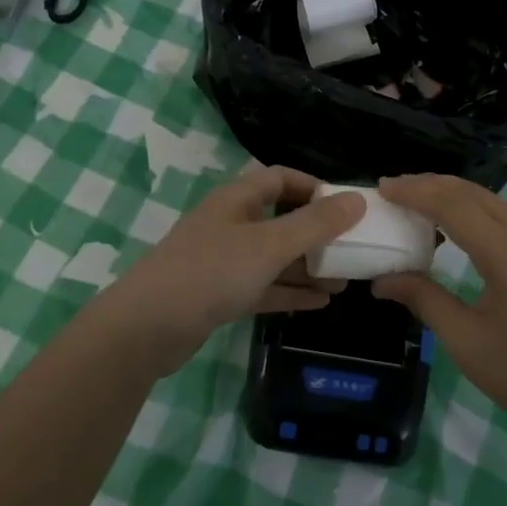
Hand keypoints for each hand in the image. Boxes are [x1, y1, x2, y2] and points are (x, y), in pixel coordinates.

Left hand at [102, 167, 365, 372]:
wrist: (148, 327)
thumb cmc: (211, 272)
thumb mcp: (270, 245)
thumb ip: (315, 224)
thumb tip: (358, 199)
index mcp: (238, 199)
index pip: (281, 178)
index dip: (314, 187)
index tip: (346, 207)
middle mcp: (231, 223)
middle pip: (281, 219)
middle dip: (317, 234)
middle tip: (352, 249)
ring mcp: (224, 260)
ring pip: (274, 257)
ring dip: (307, 267)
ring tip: (345, 281)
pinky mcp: (220, 294)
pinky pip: (263, 286)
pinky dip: (289, 292)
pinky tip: (320, 303)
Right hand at [371, 174, 506, 437]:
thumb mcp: (467, 341)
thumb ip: (424, 300)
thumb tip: (381, 280)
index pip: (452, 205)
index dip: (414, 192)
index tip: (381, 187)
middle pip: (474, 194)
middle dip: (431, 185)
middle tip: (394, 189)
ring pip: (495, 203)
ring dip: (456, 197)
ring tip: (421, 205)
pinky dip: (479, 212)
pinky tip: (463, 231)